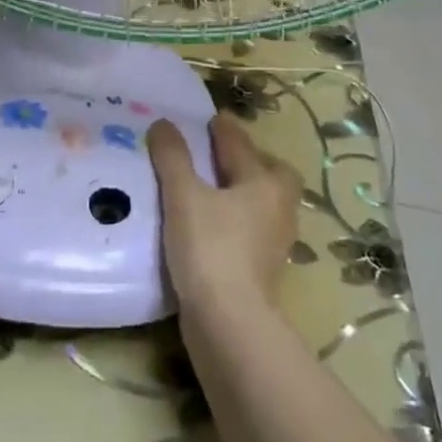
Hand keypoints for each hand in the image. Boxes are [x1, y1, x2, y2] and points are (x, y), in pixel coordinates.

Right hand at [149, 113, 300, 317]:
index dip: (225, 129)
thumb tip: (163, 123)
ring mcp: (275, 241)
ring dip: (244, 191)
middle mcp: (278, 207)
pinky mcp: (264, 268)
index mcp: (263, 182)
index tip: (214, 118)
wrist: (230, 323)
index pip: (241, 145)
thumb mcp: (183, 196)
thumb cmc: (210, 249)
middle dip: (251, 161)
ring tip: (215, 189)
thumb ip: (173, 158)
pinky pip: (253, 229)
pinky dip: (238, 219)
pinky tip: (214, 225)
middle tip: (223, 155)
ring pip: (264, 203)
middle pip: (271, 174)